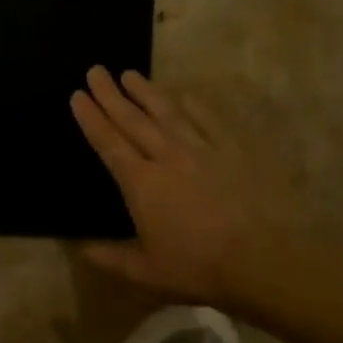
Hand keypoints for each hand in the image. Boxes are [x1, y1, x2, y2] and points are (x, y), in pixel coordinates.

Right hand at [71, 68, 279, 305]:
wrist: (265, 257)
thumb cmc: (200, 267)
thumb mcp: (148, 272)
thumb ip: (112, 258)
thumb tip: (82, 250)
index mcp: (142, 184)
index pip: (109, 144)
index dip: (91, 119)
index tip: (78, 95)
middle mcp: (168, 157)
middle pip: (133, 120)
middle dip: (110, 95)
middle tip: (95, 71)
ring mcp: (203, 149)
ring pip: (168, 113)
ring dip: (146, 92)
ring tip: (130, 74)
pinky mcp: (234, 149)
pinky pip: (209, 119)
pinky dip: (194, 105)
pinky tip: (185, 95)